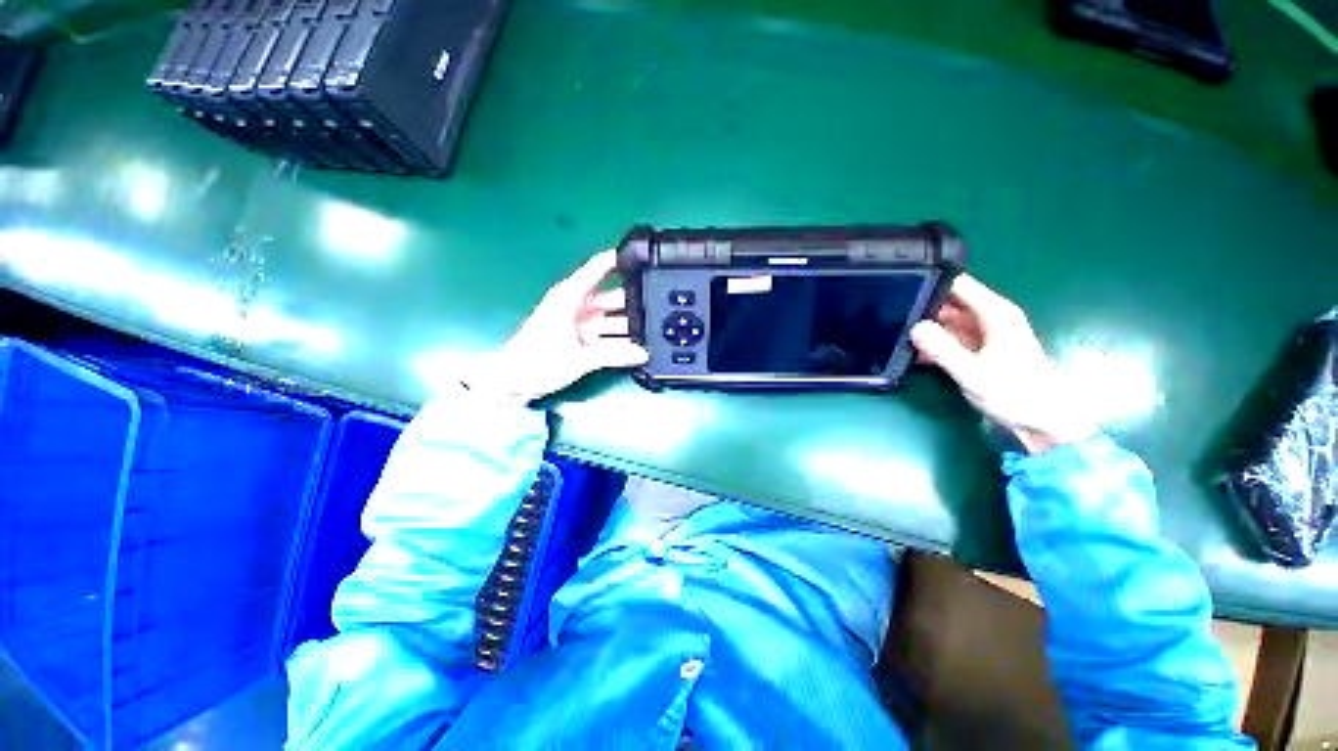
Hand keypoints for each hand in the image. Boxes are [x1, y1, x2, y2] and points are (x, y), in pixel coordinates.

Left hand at [464, 250, 648, 403]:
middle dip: (635, 300)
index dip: (621, 259)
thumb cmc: (537, 361)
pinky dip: (621, 339)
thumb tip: (643, 353)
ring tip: (654, 329)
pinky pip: (608, 334)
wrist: (512, 383)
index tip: (646, 259)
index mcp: (571, 296)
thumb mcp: (579, 358)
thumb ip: (614, 355)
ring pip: (613, 317)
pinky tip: (638, 346)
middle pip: (613, 295)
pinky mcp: (583, 339)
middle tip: (661, 306)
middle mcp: (579, 305)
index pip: (600, 267)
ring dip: (630, 324)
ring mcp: (582, 323)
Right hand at [911, 274, 1096, 454]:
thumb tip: (914, 327)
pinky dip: (932, 343)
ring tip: (894, 333)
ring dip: (924, 327)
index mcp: (995, 313)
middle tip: (889, 315)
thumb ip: (943, 349)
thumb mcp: (973, 373)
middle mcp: (989, 318)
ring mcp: (982, 334)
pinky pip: (949, 338)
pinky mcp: (977, 350)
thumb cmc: (1015, 394)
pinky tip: (912, 352)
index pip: (958, 284)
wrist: (1042, 423)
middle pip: (949, 301)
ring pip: (946, 321)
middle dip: (922, 307)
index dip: (930, 282)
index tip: (900, 287)